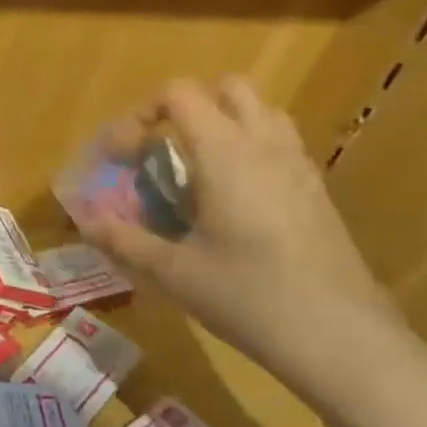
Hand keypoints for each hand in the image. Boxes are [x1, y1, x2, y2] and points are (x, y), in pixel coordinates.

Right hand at [77, 77, 402, 380]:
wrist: (340, 338)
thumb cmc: (246, 296)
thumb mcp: (170, 271)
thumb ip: (122, 239)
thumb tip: (86, 221)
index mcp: (225, 153)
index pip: (179, 93)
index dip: (140, 114)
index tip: (121, 157)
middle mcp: (265, 146)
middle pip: (227, 88)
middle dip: (186, 107)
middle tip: (159, 150)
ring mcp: (300, 167)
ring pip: (261, 113)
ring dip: (222, 124)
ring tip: (194, 169)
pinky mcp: (318, 192)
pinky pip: (280, 145)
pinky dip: (249, 151)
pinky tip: (230, 200)